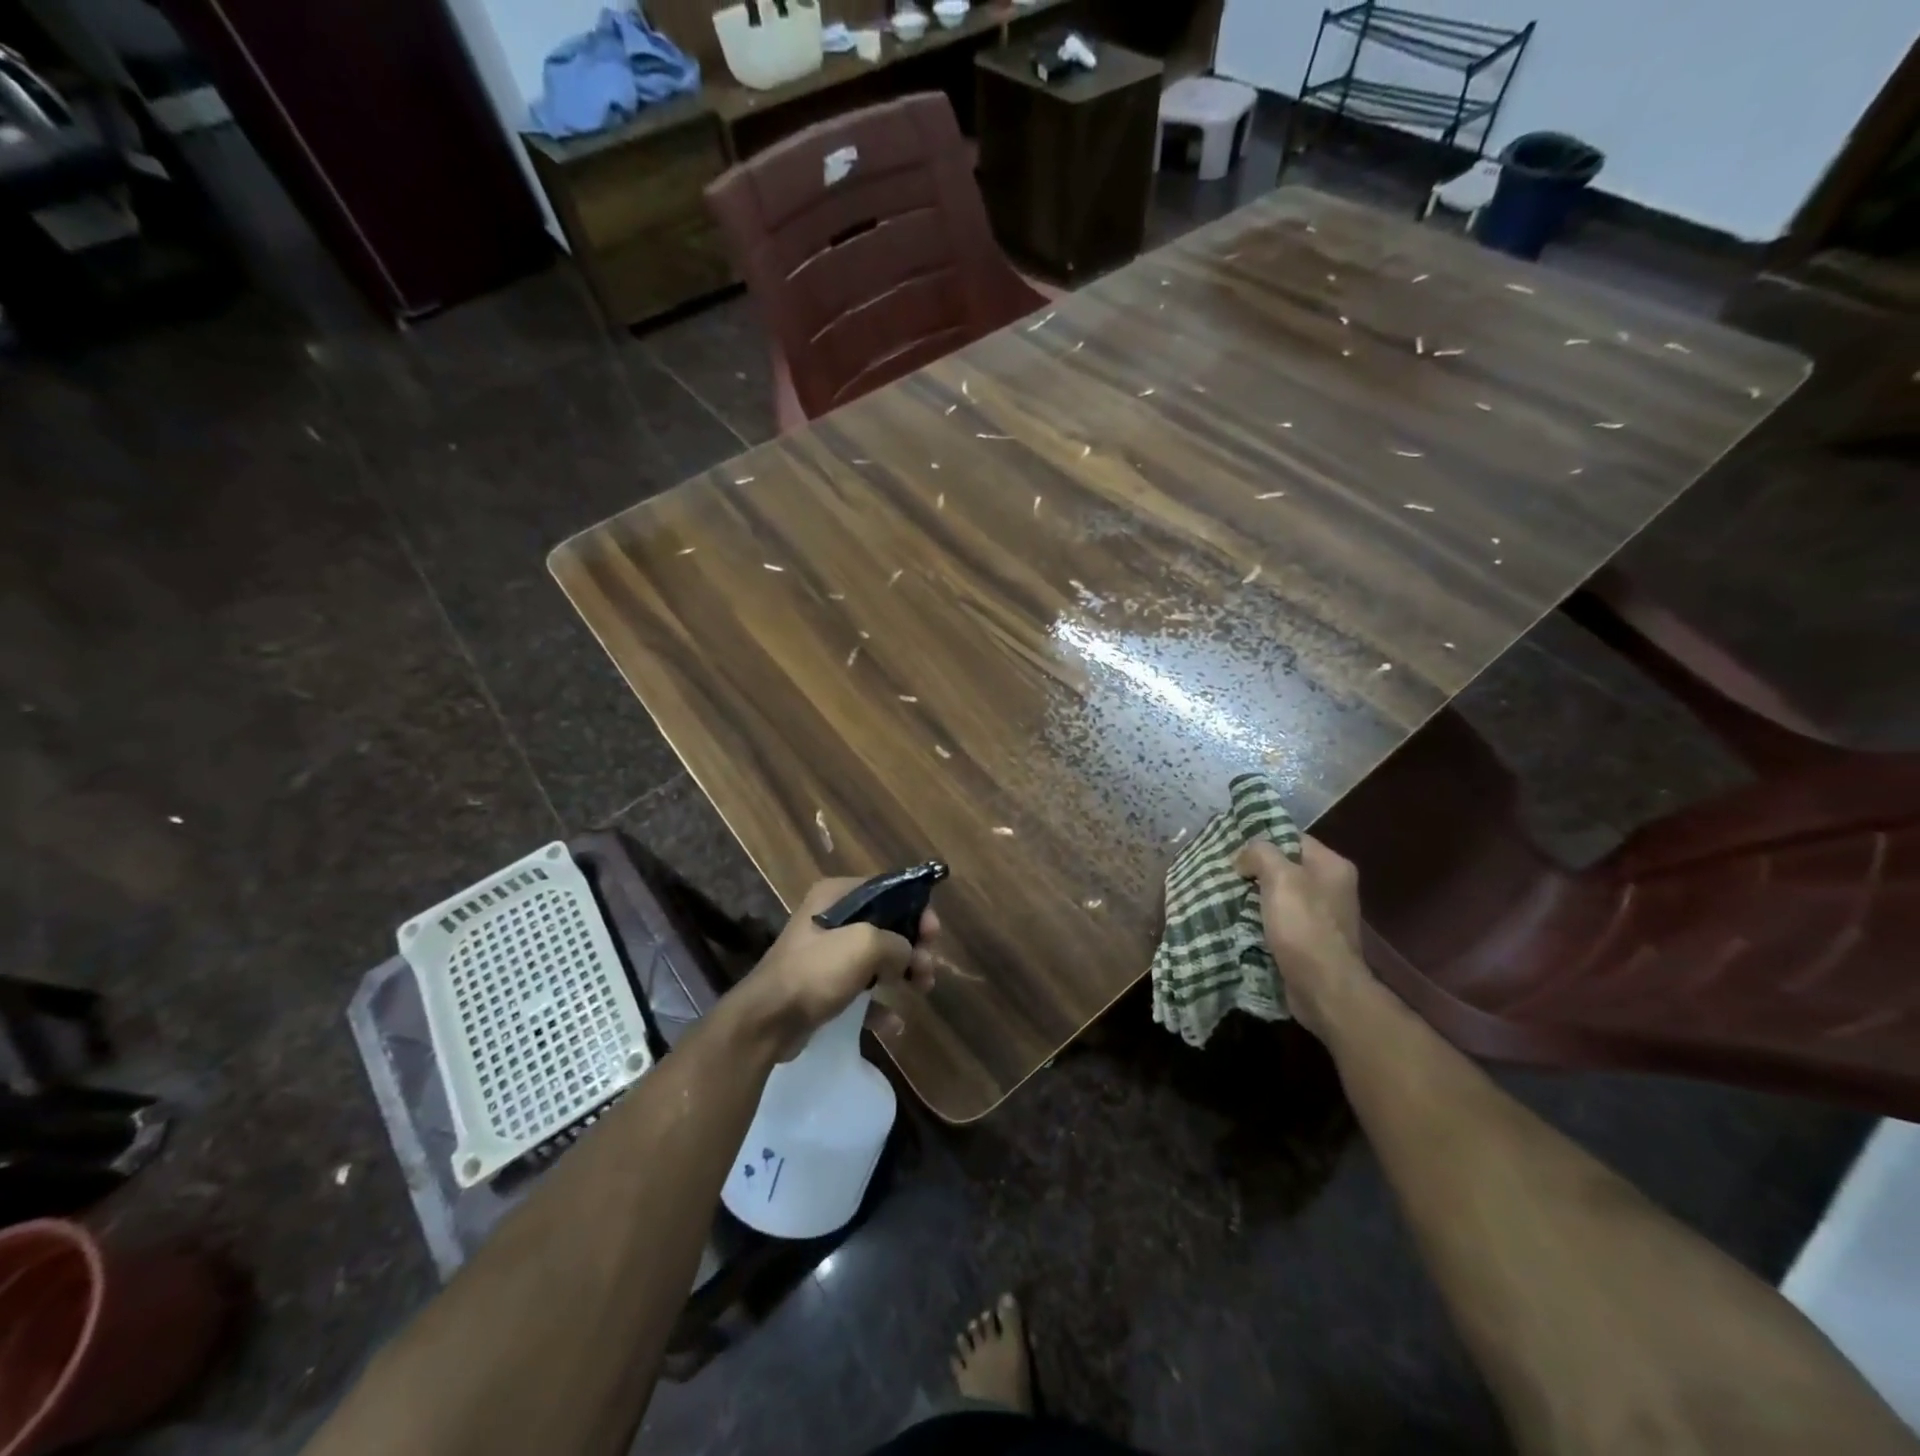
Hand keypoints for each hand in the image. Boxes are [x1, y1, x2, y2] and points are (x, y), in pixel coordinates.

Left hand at [732, 878, 940, 1058]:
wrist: (767, 1021)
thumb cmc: (816, 971)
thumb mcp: (865, 944)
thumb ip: (897, 942)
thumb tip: (906, 954)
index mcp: (836, 896)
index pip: (887, 890)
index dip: (915, 908)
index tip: (933, 934)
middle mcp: (831, 918)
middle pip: (886, 925)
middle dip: (912, 946)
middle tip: (927, 969)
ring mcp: (826, 955)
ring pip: (877, 959)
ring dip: (903, 973)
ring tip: (922, 990)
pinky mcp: (824, 988)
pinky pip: (862, 991)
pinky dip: (880, 1004)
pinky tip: (893, 1023)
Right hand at [1234, 835, 1375, 1041]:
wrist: (1324, 988)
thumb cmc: (1304, 926)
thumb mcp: (1280, 877)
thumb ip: (1261, 854)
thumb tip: (1244, 858)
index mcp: (1332, 866)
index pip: (1292, 838)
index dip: (1262, 840)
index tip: (1232, 848)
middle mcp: (1332, 887)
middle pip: (1285, 867)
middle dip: (1254, 870)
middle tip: (1225, 873)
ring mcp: (1322, 917)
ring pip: (1279, 896)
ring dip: (1254, 897)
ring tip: (1224, 896)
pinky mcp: (1310, 941)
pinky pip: (1280, 921)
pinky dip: (1260, 921)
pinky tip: (1238, 923)